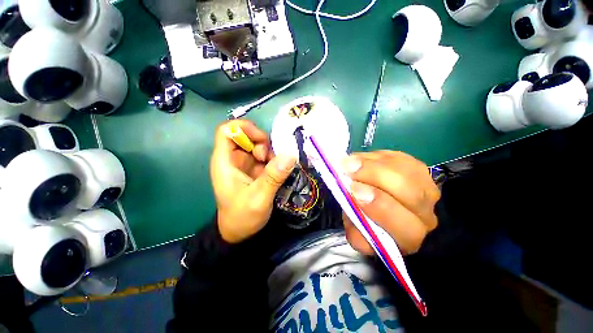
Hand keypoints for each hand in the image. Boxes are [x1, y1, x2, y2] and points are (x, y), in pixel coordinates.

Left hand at [211, 120, 295, 243]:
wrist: (239, 233)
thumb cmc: (242, 217)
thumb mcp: (259, 198)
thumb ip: (273, 177)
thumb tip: (290, 155)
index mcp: (225, 162)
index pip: (227, 131)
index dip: (244, 128)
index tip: (262, 141)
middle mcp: (233, 159)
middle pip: (246, 136)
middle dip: (262, 143)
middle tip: (271, 160)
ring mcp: (244, 164)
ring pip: (258, 145)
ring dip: (270, 153)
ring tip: (275, 169)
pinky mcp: (253, 170)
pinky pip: (264, 156)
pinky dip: (273, 160)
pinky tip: (277, 172)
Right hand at [341, 151, 439, 254]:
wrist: (375, 204)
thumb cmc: (365, 222)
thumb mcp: (357, 233)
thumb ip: (355, 231)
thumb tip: (352, 208)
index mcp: (408, 237)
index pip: (405, 227)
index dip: (379, 207)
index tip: (353, 190)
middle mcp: (424, 213)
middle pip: (413, 194)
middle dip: (377, 178)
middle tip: (350, 169)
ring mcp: (425, 187)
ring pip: (408, 171)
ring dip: (375, 164)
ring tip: (351, 161)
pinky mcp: (417, 168)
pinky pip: (401, 158)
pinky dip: (378, 157)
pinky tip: (362, 160)